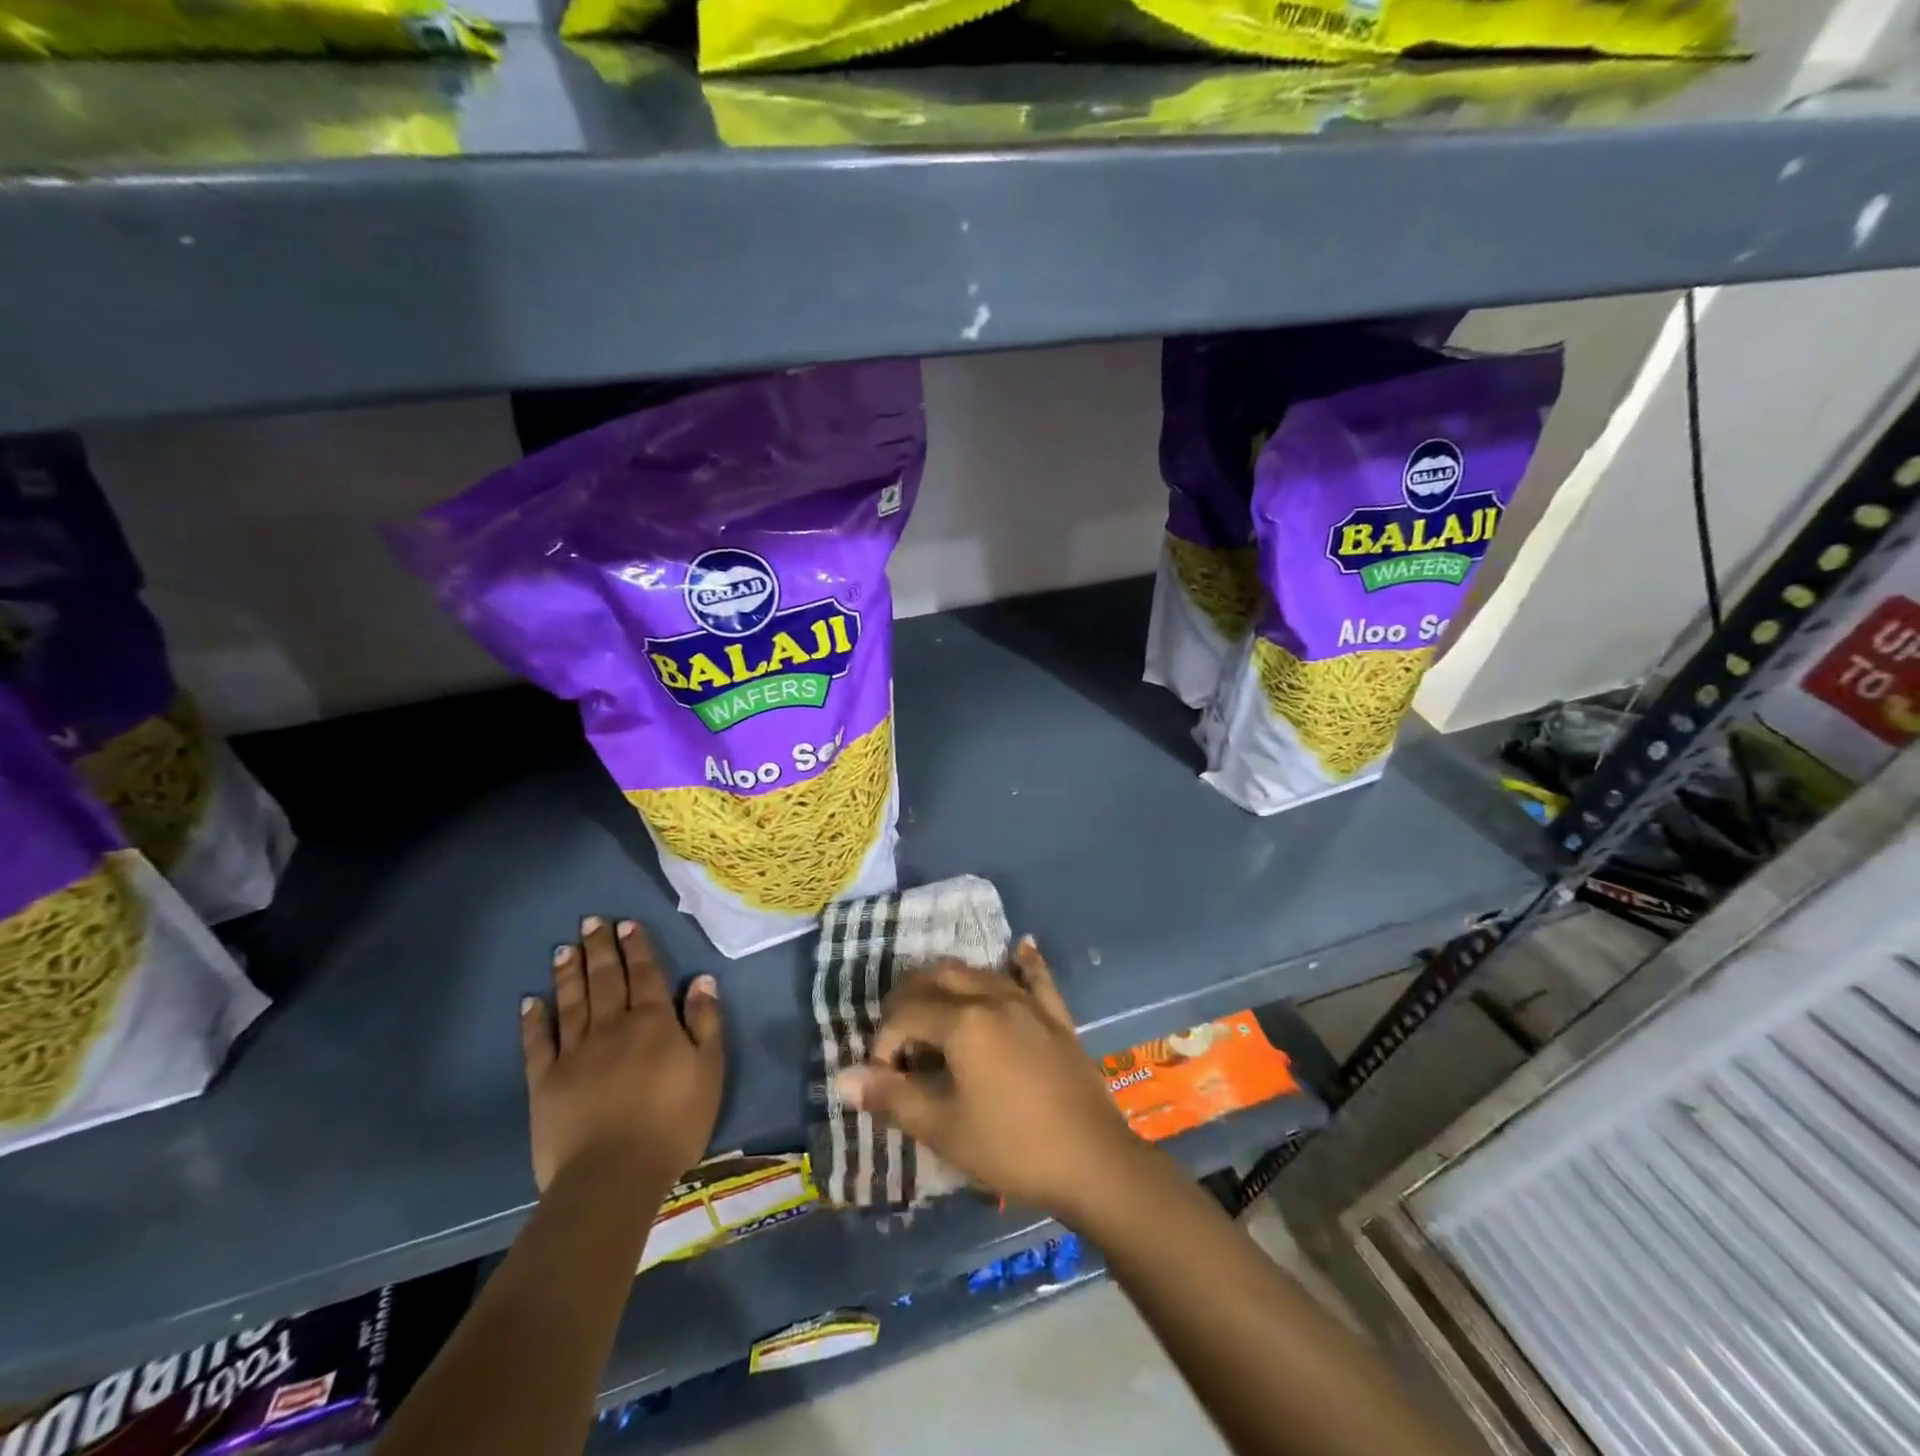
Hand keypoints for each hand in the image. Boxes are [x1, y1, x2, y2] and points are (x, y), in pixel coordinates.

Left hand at [520, 917, 723, 1193]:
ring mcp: (575, 1053)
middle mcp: (613, 1027)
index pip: (646, 975)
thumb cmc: (673, 1123)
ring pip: (573, 1002)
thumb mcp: (709, 1070)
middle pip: (606, 979)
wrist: (613, 1176)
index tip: (627, 924)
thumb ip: (706, 1022)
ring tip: (566, 948)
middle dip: (601, 948)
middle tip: (592, 921)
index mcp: (654, 1023)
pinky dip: (535, 1020)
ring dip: (570, 973)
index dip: (637, 948)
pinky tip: (531, 1001)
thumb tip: (702, 979)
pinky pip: (539, 1043)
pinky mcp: (546, 1082)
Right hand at [833, 937, 1146, 1224]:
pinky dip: (1023, 962)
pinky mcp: (1057, 1017)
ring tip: (936, 1010)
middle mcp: (994, 997)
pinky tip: (1020, 947)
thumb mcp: (943, 1128)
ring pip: (980, 972)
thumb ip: (892, 1097)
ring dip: (950, 983)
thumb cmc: (1011, 1146)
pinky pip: (1037, 978)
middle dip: (910, 1000)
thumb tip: (843, 1079)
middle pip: (939, 977)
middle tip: (900, 1038)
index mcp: (963, 1022)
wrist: (1092, 1161)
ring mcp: (1029, 1003)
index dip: (884, 1041)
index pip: (906, 1014)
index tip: (882, 1077)